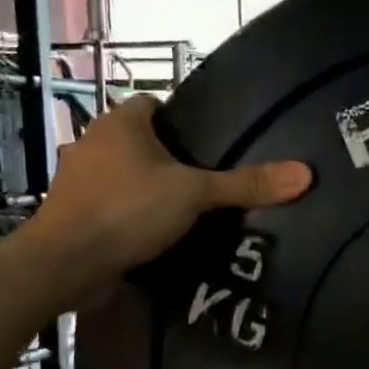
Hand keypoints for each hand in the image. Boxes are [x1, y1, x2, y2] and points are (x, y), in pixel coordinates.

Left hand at [23, 96, 311, 301]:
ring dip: (148, 188)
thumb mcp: (195, 195)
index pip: (153, 105)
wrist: (64, 264)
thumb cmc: (127, 211)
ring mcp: (78, 179)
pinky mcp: (73, 214)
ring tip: (187, 210)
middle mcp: (93, 143)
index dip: (181, 120)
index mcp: (119, 124)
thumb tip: (304, 174)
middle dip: (168, 158)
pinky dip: (130, 215)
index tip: (210, 143)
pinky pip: (111, 205)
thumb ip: (245, 185)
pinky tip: (156, 234)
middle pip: (140, 141)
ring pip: (124, 174)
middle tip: (208, 180)